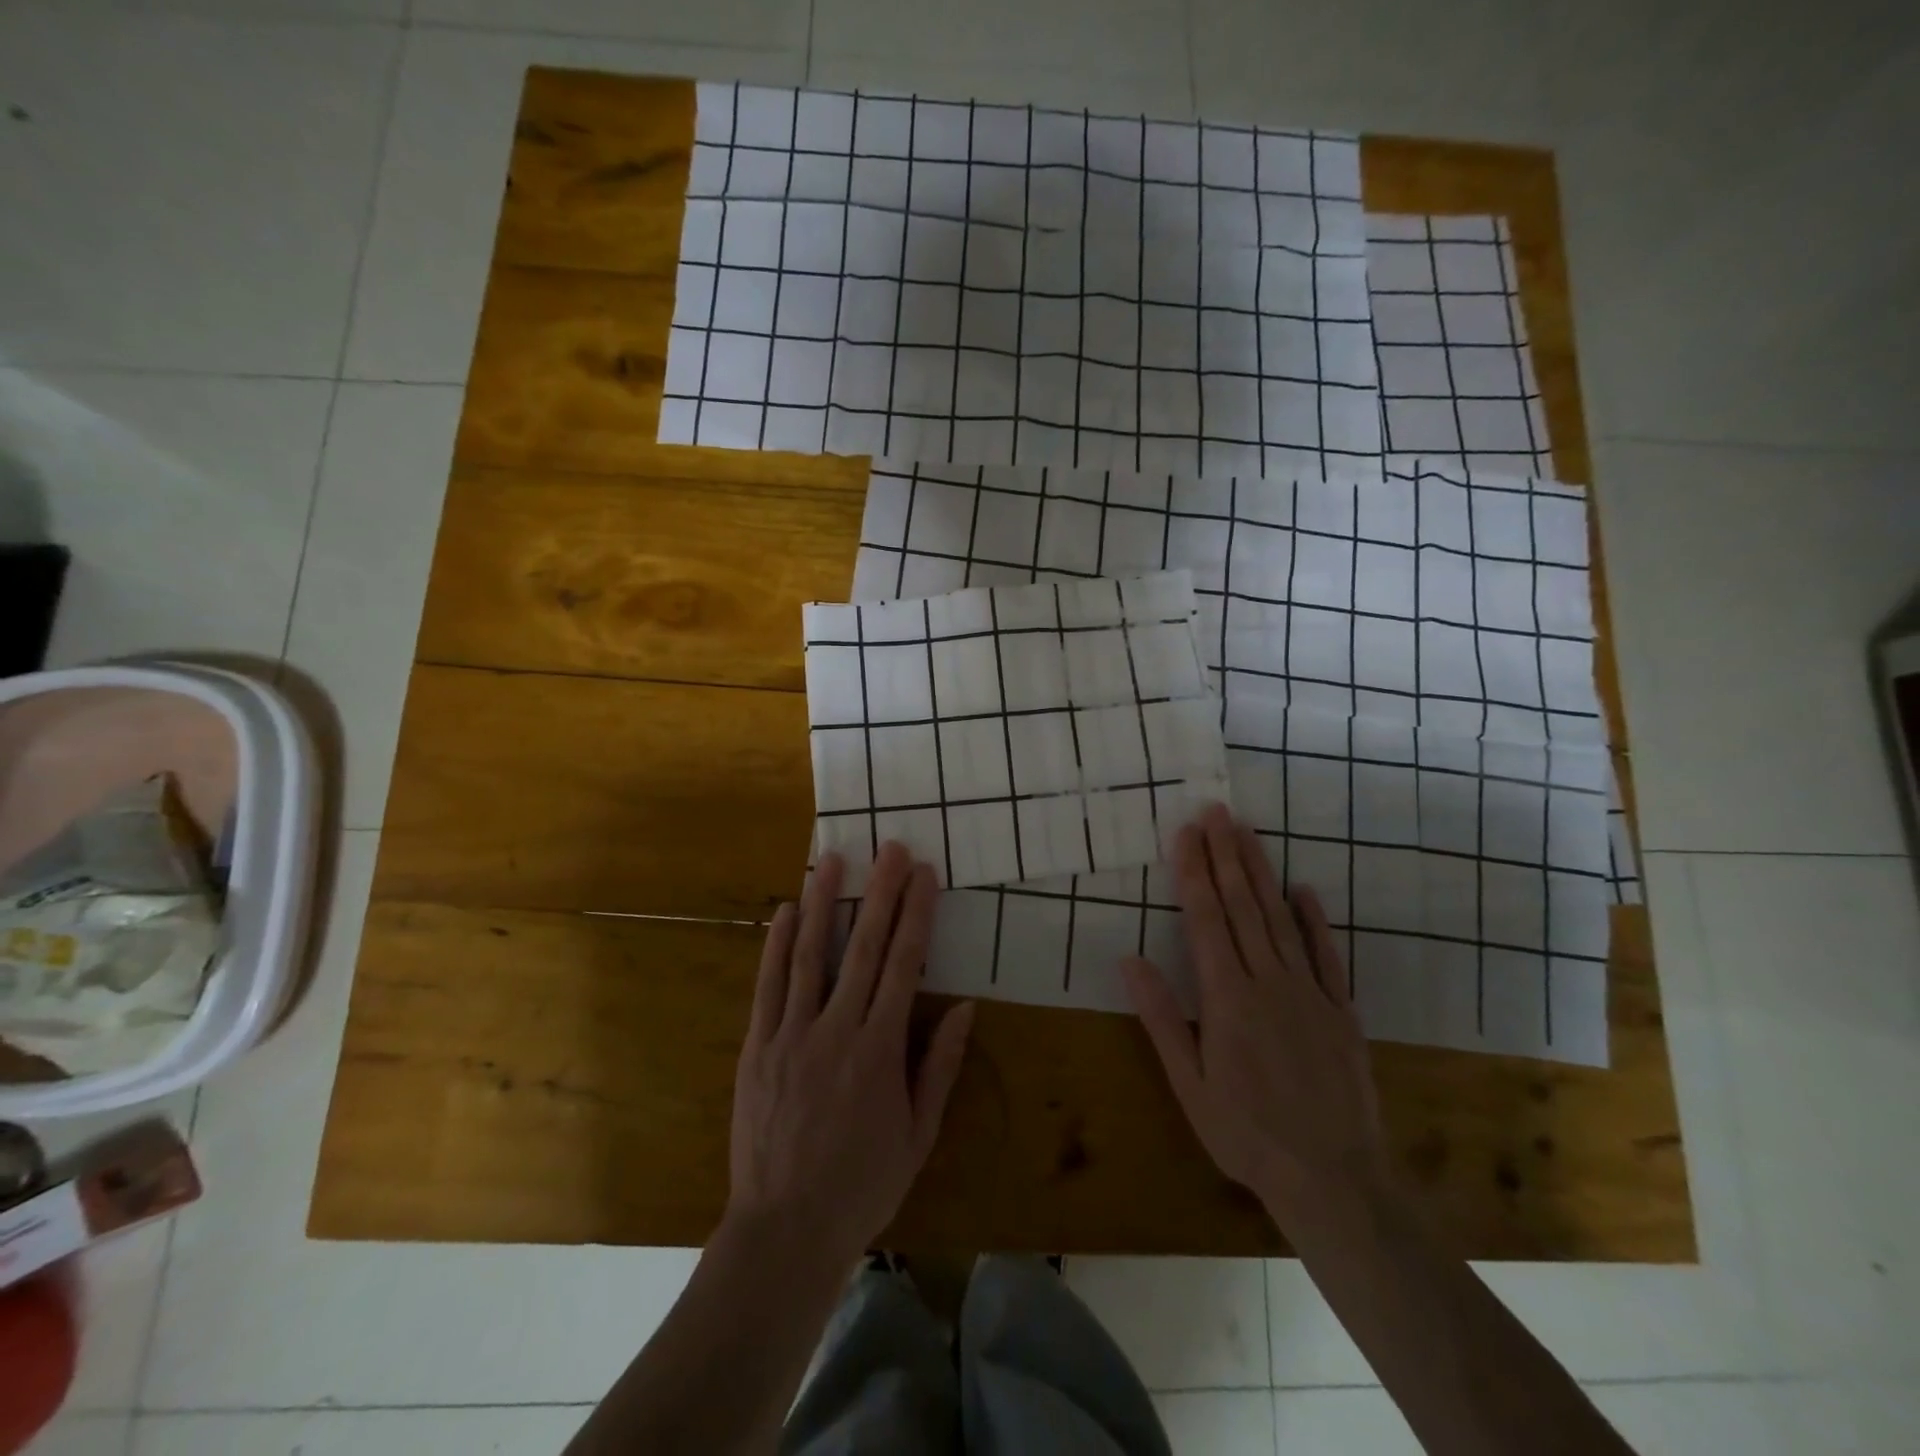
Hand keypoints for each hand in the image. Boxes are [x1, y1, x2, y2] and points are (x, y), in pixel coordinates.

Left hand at [725, 842, 974, 1266]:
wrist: (784, 1228)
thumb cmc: (862, 1183)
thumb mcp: (918, 1134)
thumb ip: (939, 1066)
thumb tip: (964, 1008)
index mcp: (880, 1050)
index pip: (904, 966)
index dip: (917, 915)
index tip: (925, 875)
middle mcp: (836, 1030)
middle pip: (864, 948)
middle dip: (880, 893)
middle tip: (890, 849)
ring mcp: (791, 1035)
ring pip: (810, 956)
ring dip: (824, 903)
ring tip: (833, 860)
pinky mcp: (758, 1047)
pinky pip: (768, 986)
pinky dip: (777, 945)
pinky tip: (785, 911)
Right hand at [1122, 803, 1386, 1225]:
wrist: (1333, 1179)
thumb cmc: (1246, 1134)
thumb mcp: (1189, 1085)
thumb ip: (1161, 1018)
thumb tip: (1129, 960)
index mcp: (1227, 999)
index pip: (1205, 920)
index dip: (1193, 873)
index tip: (1185, 833)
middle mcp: (1268, 982)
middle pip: (1243, 907)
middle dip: (1225, 856)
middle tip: (1216, 812)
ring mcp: (1309, 992)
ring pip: (1280, 919)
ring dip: (1261, 873)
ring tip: (1247, 834)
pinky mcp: (1341, 1010)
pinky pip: (1326, 955)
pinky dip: (1314, 919)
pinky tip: (1302, 889)